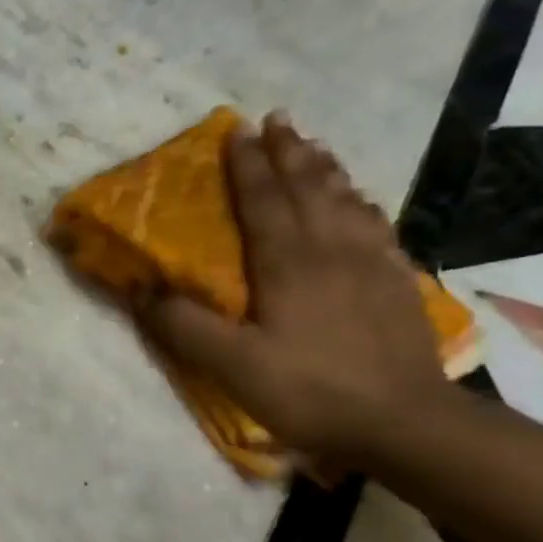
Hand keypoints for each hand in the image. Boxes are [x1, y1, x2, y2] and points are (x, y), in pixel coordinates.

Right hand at [135, 112, 449, 464]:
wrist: (403, 421)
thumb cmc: (308, 390)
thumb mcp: (230, 365)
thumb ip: (183, 326)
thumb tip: (139, 290)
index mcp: (288, 264)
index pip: (263, 201)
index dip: (247, 166)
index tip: (235, 130)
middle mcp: (332, 250)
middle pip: (309, 188)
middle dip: (289, 152)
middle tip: (277, 120)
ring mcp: (372, 263)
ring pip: (346, 199)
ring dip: (325, 168)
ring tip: (313, 146)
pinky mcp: (396, 283)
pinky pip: (376, 225)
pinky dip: (360, 201)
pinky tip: (360, 201)